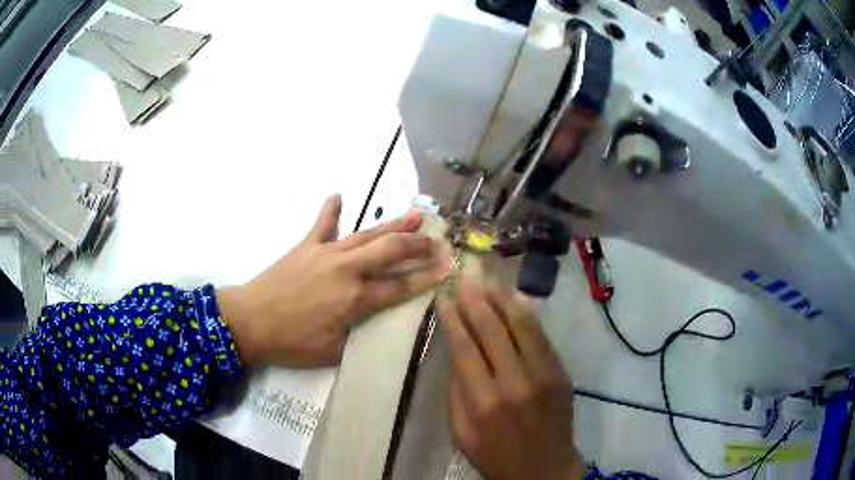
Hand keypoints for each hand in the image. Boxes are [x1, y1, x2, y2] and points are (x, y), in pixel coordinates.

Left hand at [218, 194, 451, 367]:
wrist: (249, 322)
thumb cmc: (292, 343)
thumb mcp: (332, 351)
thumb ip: (358, 334)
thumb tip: (374, 321)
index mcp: (356, 299)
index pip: (401, 286)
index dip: (428, 277)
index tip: (449, 267)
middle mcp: (347, 270)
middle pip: (390, 251)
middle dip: (418, 244)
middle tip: (438, 240)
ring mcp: (325, 253)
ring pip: (366, 234)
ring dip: (392, 224)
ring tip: (415, 214)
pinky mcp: (305, 246)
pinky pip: (321, 224)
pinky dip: (331, 210)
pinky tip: (338, 194)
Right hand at [440, 276, 583, 479]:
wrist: (543, 468)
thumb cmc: (494, 454)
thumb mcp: (461, 431)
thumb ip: (456, 389)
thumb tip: (455, 348)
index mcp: (483, 402)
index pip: (465, 348)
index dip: (454, 320)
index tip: (445, 299)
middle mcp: (515, 382)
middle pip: (493, 330)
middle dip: (476, 300)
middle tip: (466, 278)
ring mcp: (544, 375)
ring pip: (522, 325)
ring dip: (503, 299)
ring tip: (489, 280)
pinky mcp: (561, 372)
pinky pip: (542, 336)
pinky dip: (527, 314)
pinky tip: (515, 299)